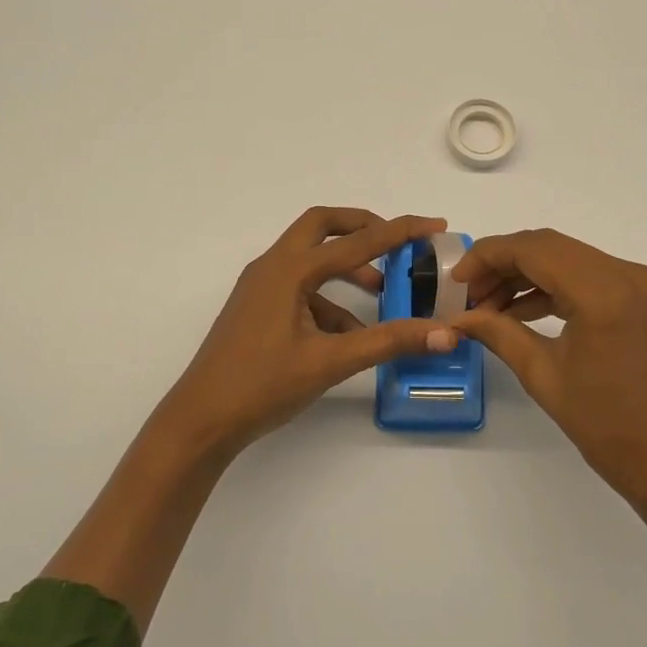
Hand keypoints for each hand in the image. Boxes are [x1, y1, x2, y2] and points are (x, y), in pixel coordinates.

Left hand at [149, 207, 457, 460]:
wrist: (201, 420)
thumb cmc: (262, 385)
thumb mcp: (331, 362)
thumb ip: (389, 342)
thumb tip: (445, 334)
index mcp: (289, 270)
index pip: (356, 241)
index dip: (400, 231)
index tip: (434, 226)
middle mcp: (273, 267)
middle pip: (322, 226)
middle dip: (363, 228)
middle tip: (397, 242)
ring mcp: (261, 287)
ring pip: (311, 259)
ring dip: (347, 268)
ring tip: (382, 292)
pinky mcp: (258, 308)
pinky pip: (301, 289)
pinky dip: (329, 300)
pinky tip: (349, 334)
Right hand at [450, 229, 646, 502]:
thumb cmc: (603, 423)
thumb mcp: (541, 374)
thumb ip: (497, 332)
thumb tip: (456, 317)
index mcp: (603, 292)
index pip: (534, 249)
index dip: (488, 256)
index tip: (456, 279)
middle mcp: (626, 273)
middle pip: (550, 247)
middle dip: (503, 264)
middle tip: (468, 293)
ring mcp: (637, 282)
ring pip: (566, 258)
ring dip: (525, 275)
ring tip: (487, 306)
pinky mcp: (639, 296)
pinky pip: (585, 275)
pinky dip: (550, 286)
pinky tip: (518, 310)